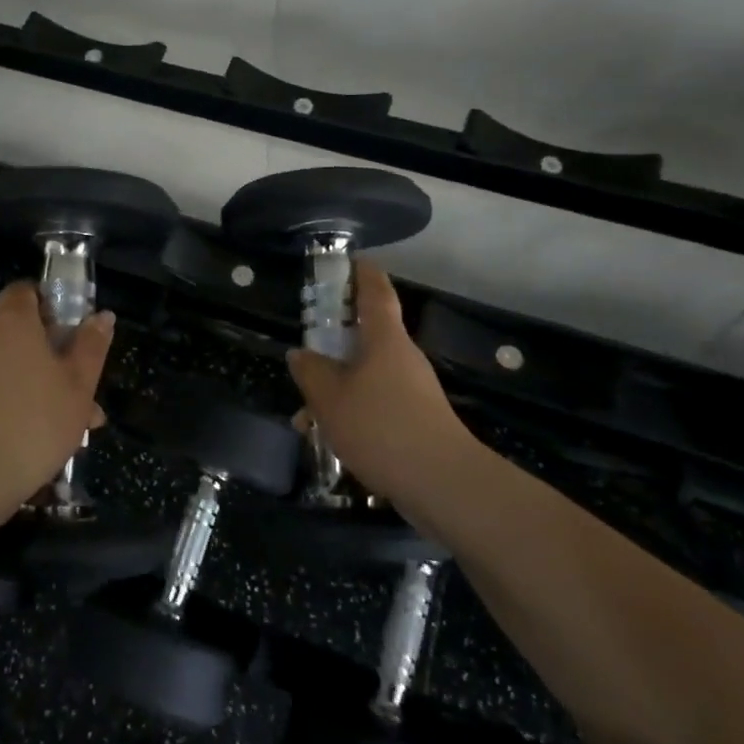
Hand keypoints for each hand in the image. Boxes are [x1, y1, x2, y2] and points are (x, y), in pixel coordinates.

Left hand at [0, 282, 113, 514]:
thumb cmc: (37, 420)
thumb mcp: (79, 383)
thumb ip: (92, 346)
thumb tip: (102, 316)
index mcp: (14, 323)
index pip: (25, 290)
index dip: (51, 299)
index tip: (76, 323)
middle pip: (28, 331)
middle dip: (62, 352)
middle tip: (90, 380)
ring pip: (23, 365)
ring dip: (53, 383)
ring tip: (85, 421)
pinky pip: (8, 388)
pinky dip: (31, 401)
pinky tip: (59, 437)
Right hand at [286, 259, 485, 508]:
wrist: (442, 484)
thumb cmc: (381, 426)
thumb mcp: (330, 397)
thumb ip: (311, 371)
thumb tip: (300, 354)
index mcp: (384, 339)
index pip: (376, 291)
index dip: (363, 272)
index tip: (351, 259)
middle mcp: (402, 357)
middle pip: (366, 337)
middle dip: (334, 343)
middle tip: (305, 352)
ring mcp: (412, 390)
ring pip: (365, 376)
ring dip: (336, 389)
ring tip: (304, 417)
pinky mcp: (416, 421)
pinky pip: (375, 404)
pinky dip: (350, 413)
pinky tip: (329, 440)